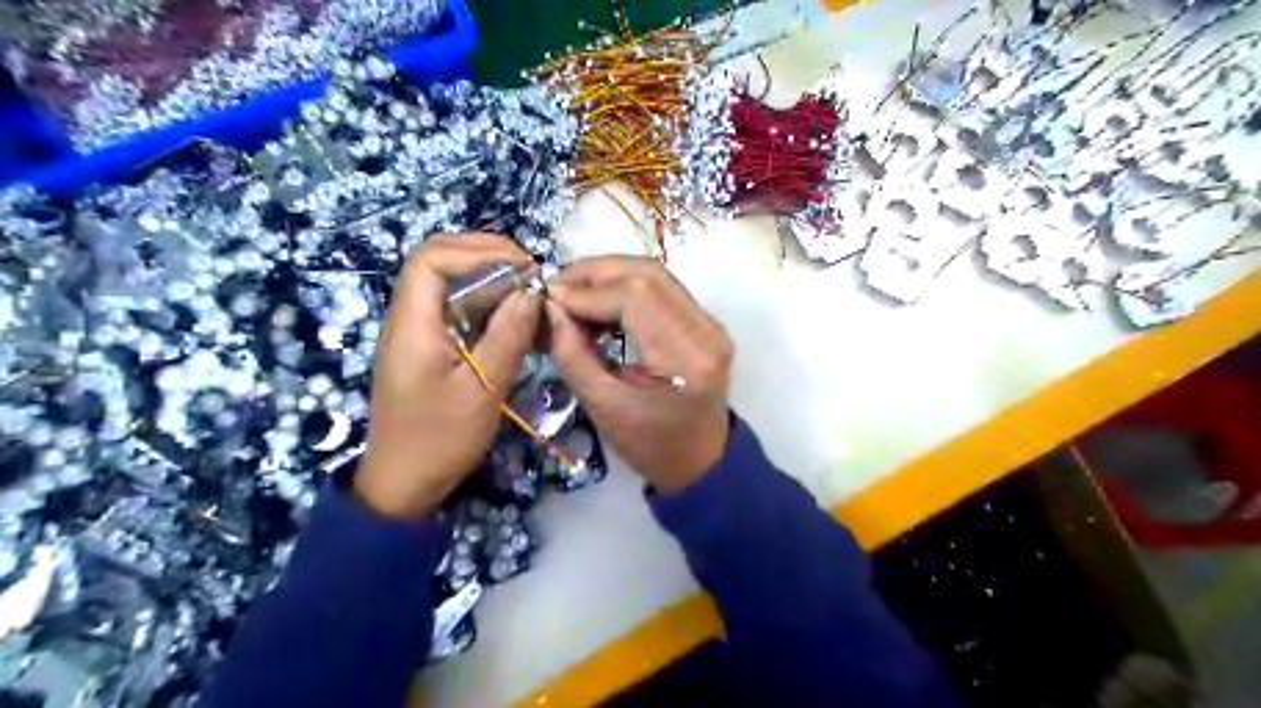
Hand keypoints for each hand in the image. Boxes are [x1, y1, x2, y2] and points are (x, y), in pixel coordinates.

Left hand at [352, 235, 537, 517]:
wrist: (404, 484)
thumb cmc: (440, 440)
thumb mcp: (482, 390)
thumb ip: (507, 337)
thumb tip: (531, 292)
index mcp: (412, 323)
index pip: (432, 258)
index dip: (479, 250)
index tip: (524, 267)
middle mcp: (409, 318)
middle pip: (440, 263)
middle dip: (488, 258)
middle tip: (532, 276)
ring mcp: (418, 333)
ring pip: (452, 287)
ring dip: (491, 282)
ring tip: (530, 296)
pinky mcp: (430, 349)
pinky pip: (457, 312)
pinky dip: (488, 307)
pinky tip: (515, 320)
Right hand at [548, 256, 734, 494]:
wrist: (700, 460)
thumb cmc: (650, 446)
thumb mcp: (603, 407)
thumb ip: (573, 353)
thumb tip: (550, 306)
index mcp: (685, 358)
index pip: (636, 297)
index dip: (588, 290)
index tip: (550, 297)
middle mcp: (707, 331)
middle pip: (649, 274)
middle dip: (597, 272)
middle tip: (557, 286)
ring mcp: (711, 324)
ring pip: (656, 275)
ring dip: (610, 275)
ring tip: (573, 292)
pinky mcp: (706, 323)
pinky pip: (663, 289)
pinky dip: (626, 287)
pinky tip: (600, 302)